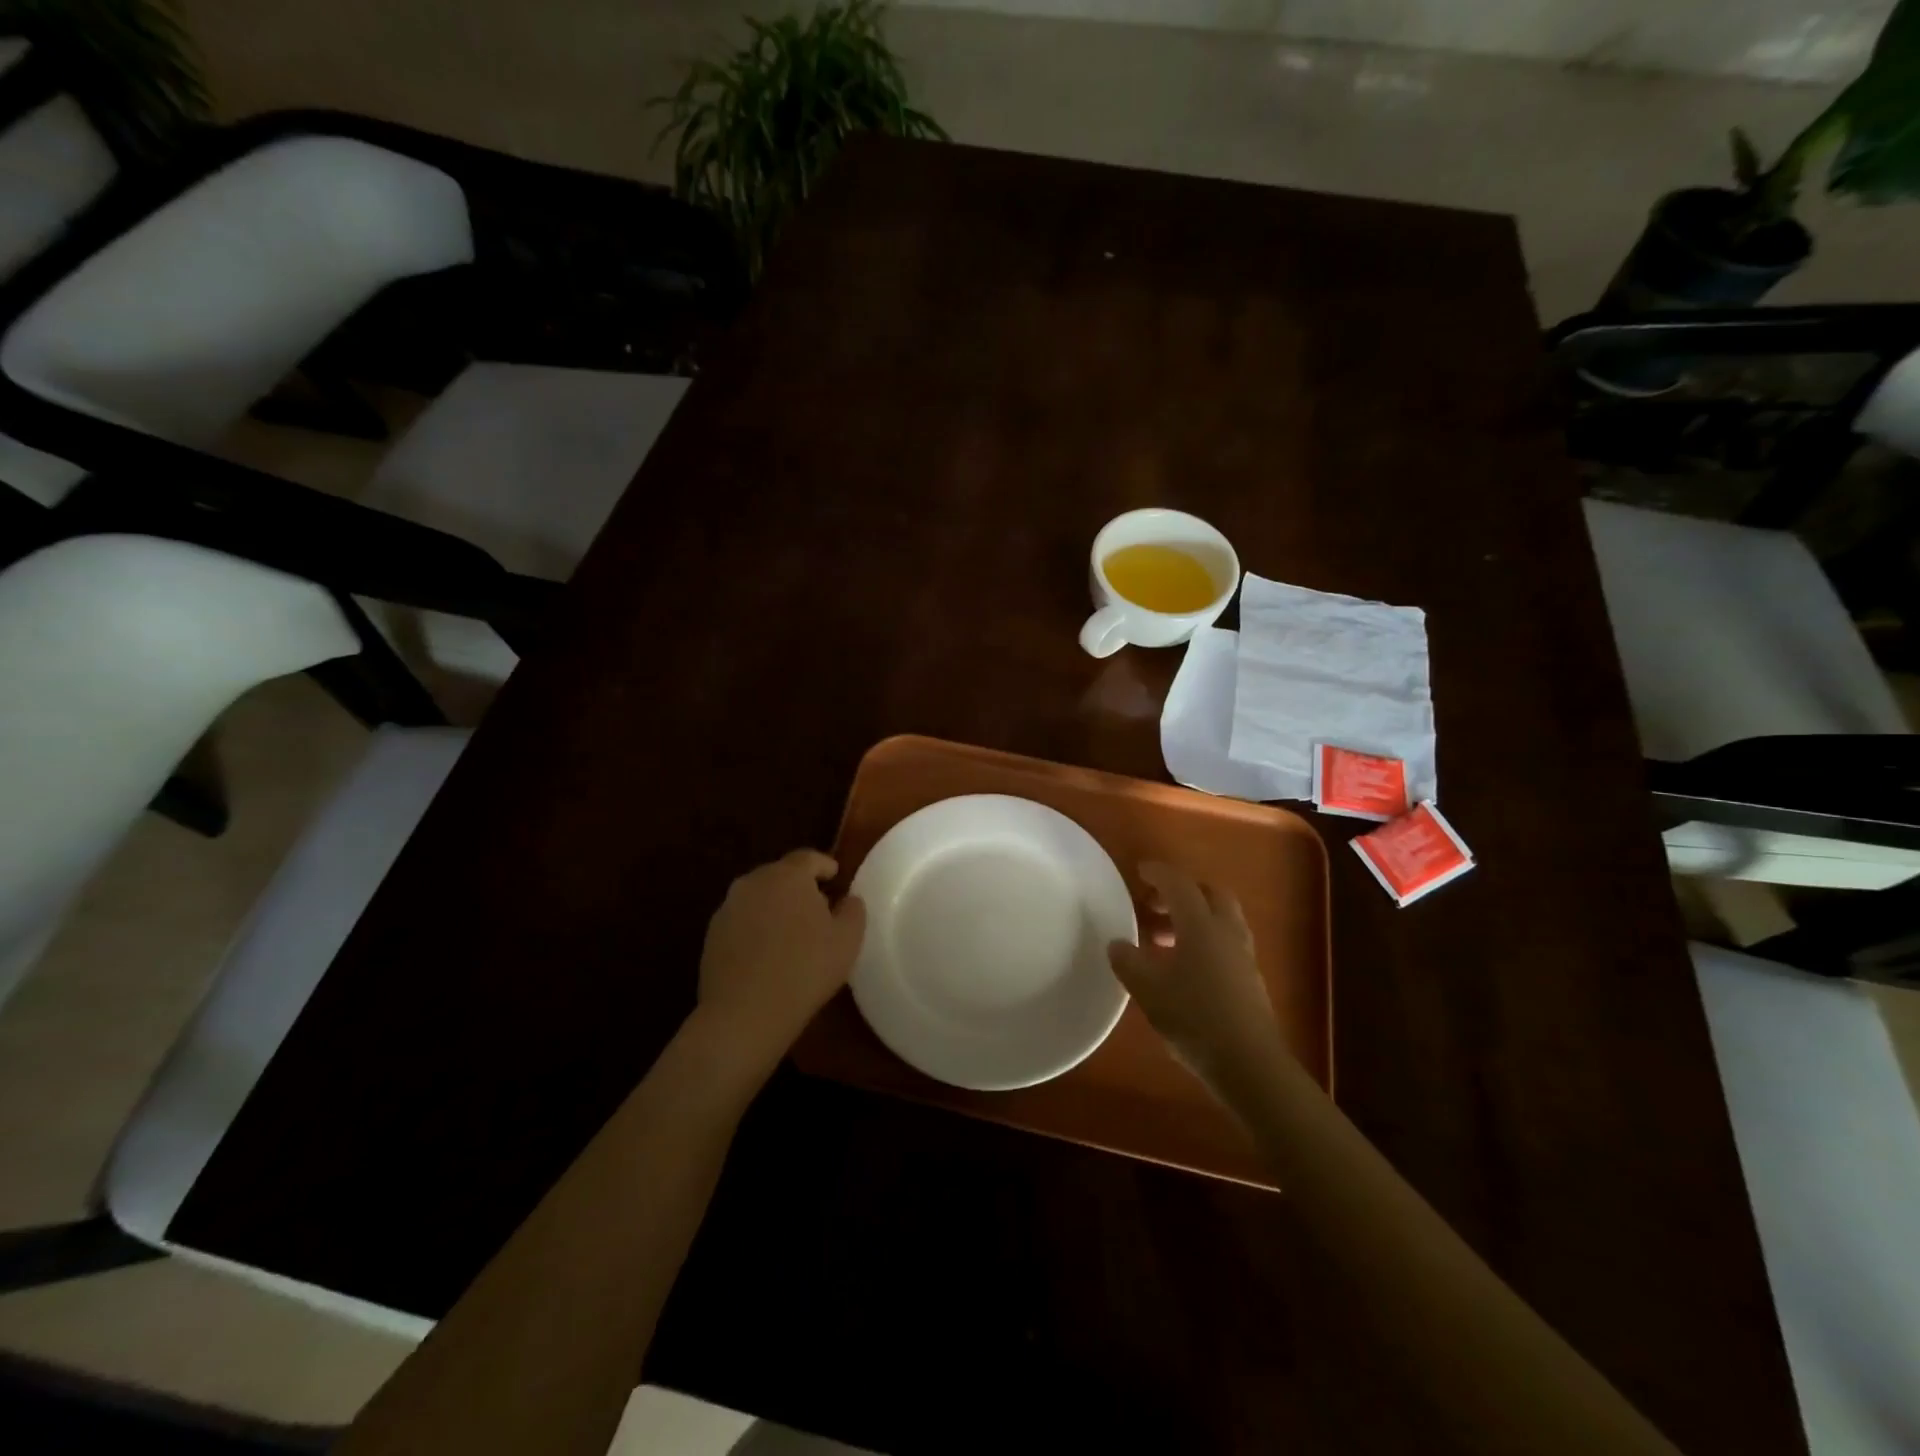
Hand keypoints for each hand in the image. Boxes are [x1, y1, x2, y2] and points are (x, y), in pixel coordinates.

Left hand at [695, 849, 866, 1074]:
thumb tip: (848, 899)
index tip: (836, 878)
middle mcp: (753, 882)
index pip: (808, 858)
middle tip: (818, 910)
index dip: (824, 865)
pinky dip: (757, 928)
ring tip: (792, 934)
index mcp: (787, 875)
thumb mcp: (847, 940)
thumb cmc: (805, 969)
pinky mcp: (711, 935)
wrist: (744, 1014)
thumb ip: (853, 910)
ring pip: (759, 898)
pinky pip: (742, 921)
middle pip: (781, 875)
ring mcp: (728, 908)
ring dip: (776, 907)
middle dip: (800, 887)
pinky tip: (767, 955)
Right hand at [1108, 862, 1285, 1087]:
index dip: (1159, 873)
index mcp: (1201, 925)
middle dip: (1182, 892)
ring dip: (1194, 918)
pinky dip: (1205, 940)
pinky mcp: (1250, 979)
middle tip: (1155, 904)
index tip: (1140, 871)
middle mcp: (1226, 931)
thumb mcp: (1148, 990)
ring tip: (1164, 939)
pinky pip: (1226, 942)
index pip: (1179, 884)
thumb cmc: (1194, 1018)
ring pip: (1220, 919)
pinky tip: (1185, 967)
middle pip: (1209, 894)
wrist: (1250, 1064)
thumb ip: (1128, 961)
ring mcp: (1243, 955)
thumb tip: (1117, 943)